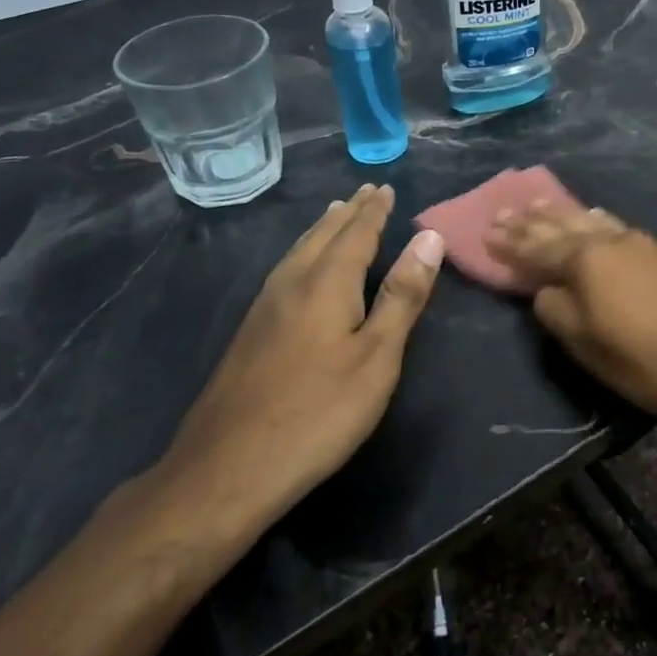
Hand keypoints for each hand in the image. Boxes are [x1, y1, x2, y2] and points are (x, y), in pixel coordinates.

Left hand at [145, 183, 444, 546]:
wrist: (228, 468)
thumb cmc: (319, 412)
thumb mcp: (377, 357)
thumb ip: (402, 295)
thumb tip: (429, 236)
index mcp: (326, 282)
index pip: (356, 233)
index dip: (374, 211)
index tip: (385, 187)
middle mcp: (292, 283)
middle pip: (323, 235)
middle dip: (348, 212)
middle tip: (365, 192)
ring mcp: (264, 307)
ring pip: (298, 251)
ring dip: (322, 229)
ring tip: (335, 214)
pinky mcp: (250, 332)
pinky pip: (285, 270)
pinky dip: (304, 252)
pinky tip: (300, 267)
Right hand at [487, 201, 656, 428]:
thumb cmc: (648, 359)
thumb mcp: (588, 346)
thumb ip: (557, 312)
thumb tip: (544, 290)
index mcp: (585, 262)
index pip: (536, 247)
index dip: (510, 243)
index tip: (486, 230)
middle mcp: (610, 241)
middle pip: (562, 224)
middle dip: (531, 220)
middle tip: (506, 209)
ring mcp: (641, 242)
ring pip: (590, 219)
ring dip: (562, 213)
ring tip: (541, 203)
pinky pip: (615, 225)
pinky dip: (594, 219)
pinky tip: (596, 217)